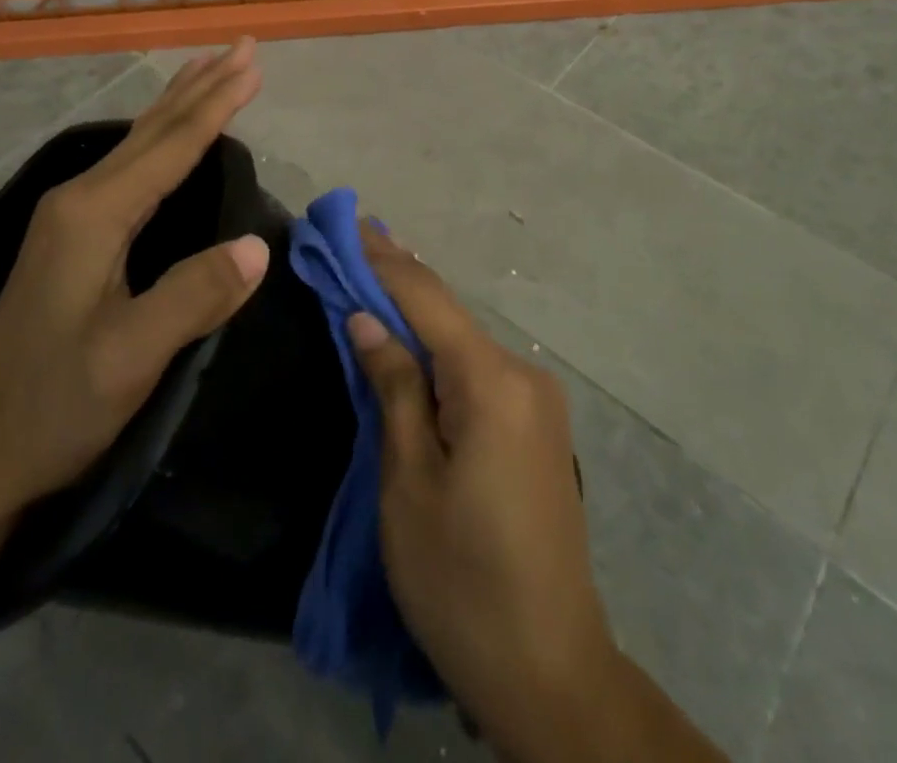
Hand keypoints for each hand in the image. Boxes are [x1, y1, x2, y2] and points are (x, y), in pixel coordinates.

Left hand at [0, 40, 268, 521]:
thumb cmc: (54, 405)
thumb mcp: (129, 359)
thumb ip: (193, 296)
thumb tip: (258, 245)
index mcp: (94, 215)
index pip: (171, 145)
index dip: (218, 103)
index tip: (253, 64)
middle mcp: (80, 200)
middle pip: (153, 129)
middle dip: (201, 86)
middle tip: (241, 47)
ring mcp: (70, 216)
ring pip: (138, 143)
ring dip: (180, 104)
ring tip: (210, 69)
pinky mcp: (72, 236)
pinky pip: (130, 166)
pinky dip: (162, 137)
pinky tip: (168, 138)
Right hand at [350, 225, 726, 762]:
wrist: (550, 672)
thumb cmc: (461, 580)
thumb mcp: (408, 482)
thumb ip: (393, 387)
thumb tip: (366, 317)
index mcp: (492, 382)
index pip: (426, 299)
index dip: (383, 260)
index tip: (347, 224)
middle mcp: (524, 375)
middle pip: (448, 314)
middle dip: (398, 278)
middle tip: (354, 240)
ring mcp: (538, 400)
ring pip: (464, 340)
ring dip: (417, 313)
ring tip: (373, 276)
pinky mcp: (538, 426)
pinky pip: (479, 369)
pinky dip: (440, 348)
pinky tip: (413, 337)